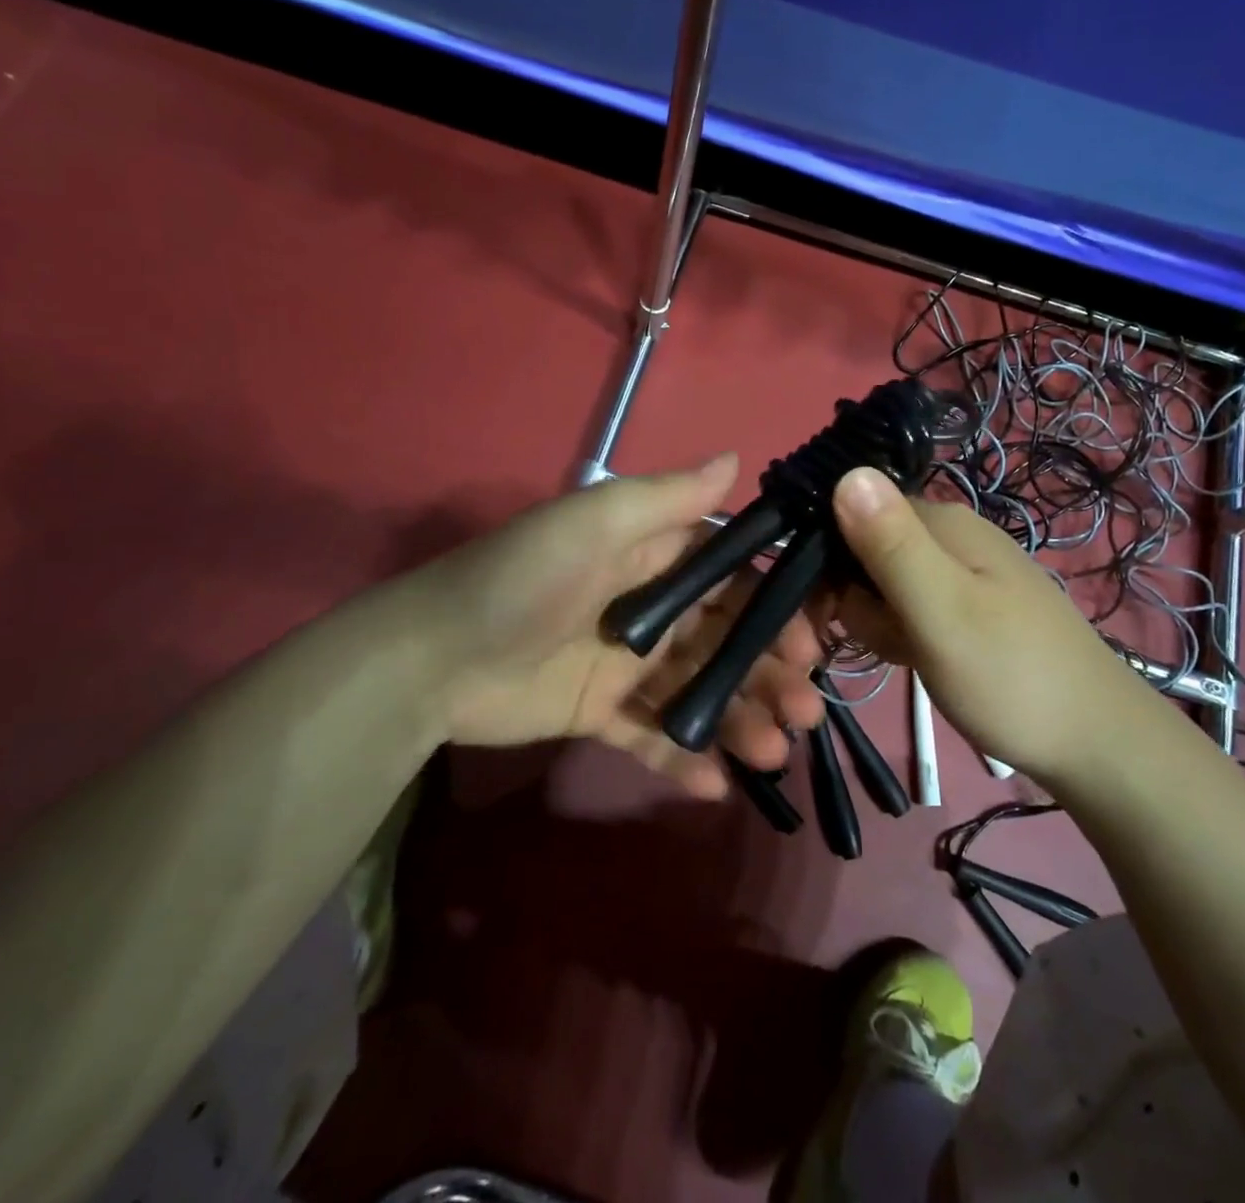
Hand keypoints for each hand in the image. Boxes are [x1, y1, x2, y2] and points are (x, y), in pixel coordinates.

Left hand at [412, 455, 825, 797]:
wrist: (432, 657)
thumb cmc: (524, 579)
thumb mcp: (595, 523)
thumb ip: (668, 498)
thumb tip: (737, 459)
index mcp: (654, 560)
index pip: (734, 579)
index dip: (777, 608)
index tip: (812, 641)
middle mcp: (650, 610)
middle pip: (727, 640)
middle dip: (770, 673)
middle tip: (807, 710)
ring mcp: (626, 665)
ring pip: (699, 691)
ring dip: (740, 719)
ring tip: (773, 753)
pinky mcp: (599, 713)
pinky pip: (651, 737)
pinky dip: (684, 759)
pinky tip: (718, 786)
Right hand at [827, 466, 1167, 782]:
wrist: (1096, 744)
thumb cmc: (1011, 676)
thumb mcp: (942, 611)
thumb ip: (891, 545)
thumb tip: (846, 471)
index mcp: (941, 522)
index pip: (851, 514)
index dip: (826, 562)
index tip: (821, 613)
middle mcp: (949, 535)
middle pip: (864, 551)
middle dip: (856, 599)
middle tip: (882, 642)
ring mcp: (962, 573)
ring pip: (884, 586)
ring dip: (879, 623)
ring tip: (907, 656)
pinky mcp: (968, 608)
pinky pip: (910, 609)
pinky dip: (903, 635)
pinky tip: (918, 661)